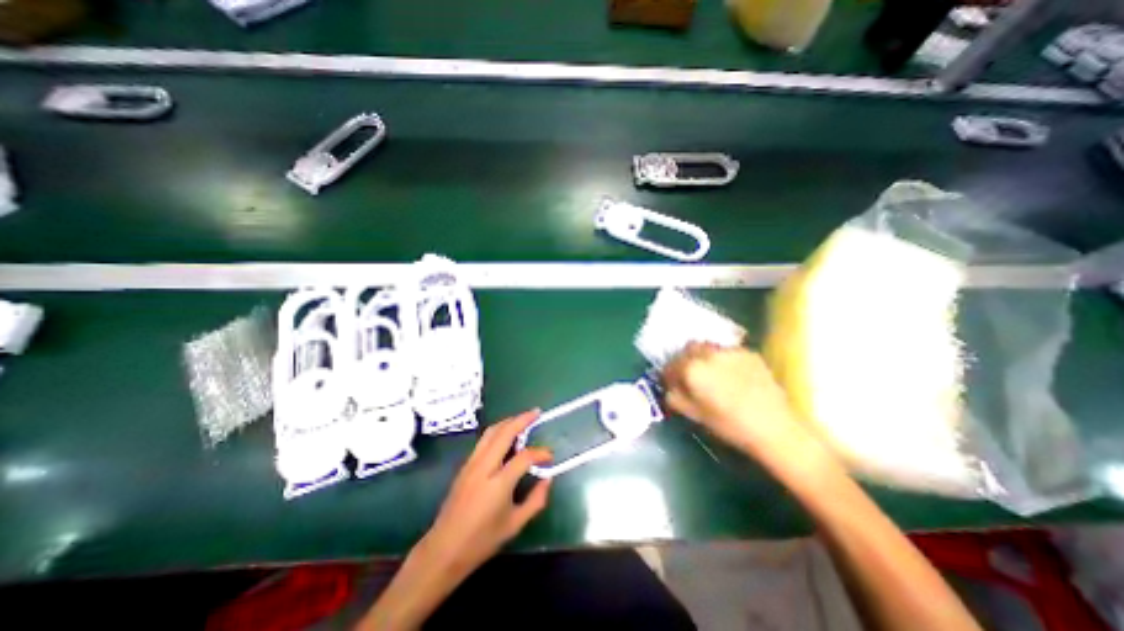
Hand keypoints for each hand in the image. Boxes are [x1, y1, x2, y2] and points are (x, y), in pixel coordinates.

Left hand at [416, 410, 550, 580]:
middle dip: (522, 419)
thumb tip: (548, 479)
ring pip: (491, 432)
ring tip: (522, 419)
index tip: (550, 456)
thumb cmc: (481, 541)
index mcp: (498, 483)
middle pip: (505, 433)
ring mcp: (472, 464)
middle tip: (536, 412)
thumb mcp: (514, 525)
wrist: (443, 549)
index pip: (524, 457)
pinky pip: (484, 440)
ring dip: (508, 421)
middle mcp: (484, 467)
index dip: (541, 453)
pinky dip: (498, 431)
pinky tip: (506, 435)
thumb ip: (536, 500)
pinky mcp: (465, 465)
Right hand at [661, 342, 813, 455]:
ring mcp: (729, 351)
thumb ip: (675, 397)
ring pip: (708, 347)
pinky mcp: (748, 352)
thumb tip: (670, 387)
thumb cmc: (729, 425)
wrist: (774, 427)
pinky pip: (727, 351)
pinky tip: (731, 375)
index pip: (671, 365)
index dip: (669, 375)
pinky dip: (723, 359)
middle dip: (685, 359)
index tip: (673, 383)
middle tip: (690, 374)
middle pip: (689, 348)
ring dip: (703, 356)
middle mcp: (708, 354)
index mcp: (691, 369)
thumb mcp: (694, 415)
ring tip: (711, 372)